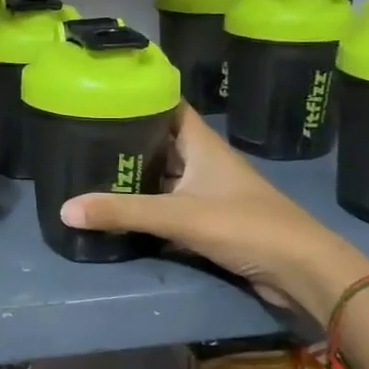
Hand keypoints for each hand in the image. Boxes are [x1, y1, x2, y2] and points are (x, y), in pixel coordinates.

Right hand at [60, 110, 368, 322]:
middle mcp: (205, 163)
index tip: (103, 96)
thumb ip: (122, 212)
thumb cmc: (245, 226)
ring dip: (135, 176)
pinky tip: (119, 211)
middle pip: (161, 142)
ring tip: (91, 171)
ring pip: (164, 176)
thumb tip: (64, 210)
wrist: (304, 272)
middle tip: (82, 137)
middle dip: (126, 140)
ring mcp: (209, 193)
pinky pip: (170, 206)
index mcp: (202, 145)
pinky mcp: (211, 222)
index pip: (169, 107)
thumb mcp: (178, 216)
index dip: (141, 97)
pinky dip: (147, 207)